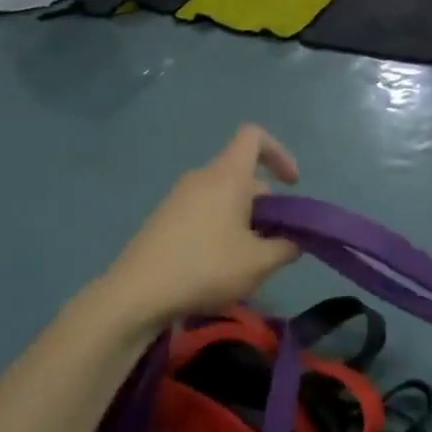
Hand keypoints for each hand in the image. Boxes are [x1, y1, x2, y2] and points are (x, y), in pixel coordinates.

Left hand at [101, 125, 301, 326]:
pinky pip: (204, 210)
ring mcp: (178, 197)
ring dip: (245, 219)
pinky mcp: (164, 219)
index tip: (292, 186)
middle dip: (266, 203)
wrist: (137, 293)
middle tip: (275, 241)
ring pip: (224, 196)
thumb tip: (294, 241)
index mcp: (227, 176)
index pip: (254, 137)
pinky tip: (220, 265)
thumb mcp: (259, 263)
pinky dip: (221, 227)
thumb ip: (286, 247)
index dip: (279, 153)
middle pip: (242, 174)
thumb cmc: (206, 267)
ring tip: (249, 258)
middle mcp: (201, 178)